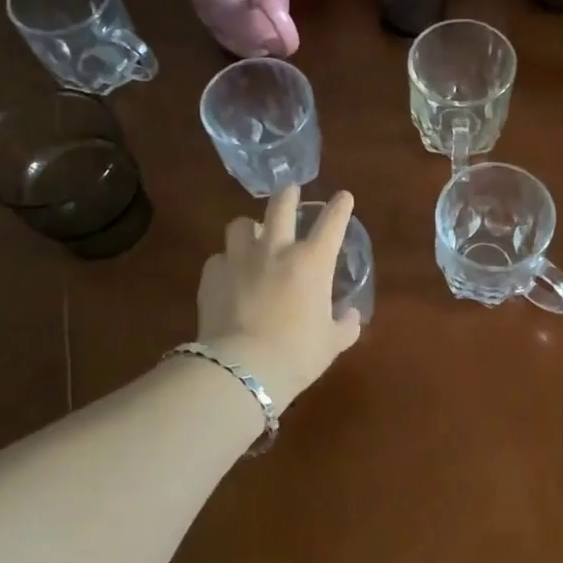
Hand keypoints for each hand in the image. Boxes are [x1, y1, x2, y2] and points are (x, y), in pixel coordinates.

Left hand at [196, 186, 361, 407]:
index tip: (343, 198)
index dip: (340, 206)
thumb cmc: (297, 354)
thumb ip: (345, 325)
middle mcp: (276, 250)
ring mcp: (239, 259)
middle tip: (291, 193)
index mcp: (312, 262)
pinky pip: (218, 258)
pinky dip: (226, 262)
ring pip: (240, 224)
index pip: (332, 222)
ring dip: (250, 227)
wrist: (242, 370)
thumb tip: (350, 315)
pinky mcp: (212, 275)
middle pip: (281, 205)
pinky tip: (229, 276)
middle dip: (288, 194)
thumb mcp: (332, 343)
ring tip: (252, 236)